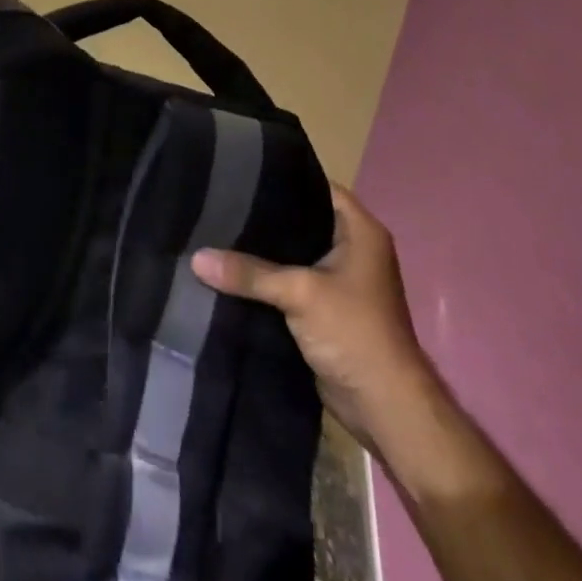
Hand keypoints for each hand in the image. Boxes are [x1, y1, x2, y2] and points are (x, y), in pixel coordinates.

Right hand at [192, 181, 436, 452]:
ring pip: (289, 252)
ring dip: (259, 250)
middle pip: (298, 218)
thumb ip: (249, 273)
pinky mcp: (323, 307)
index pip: (314, 185)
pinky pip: (287, 280)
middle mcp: (351, 247)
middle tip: (217, 200)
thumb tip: (195, 258)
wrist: (385, 409)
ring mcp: (338, 279)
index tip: (237, 171)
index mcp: (359, 230)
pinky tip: (229, 270)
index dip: (279, 176)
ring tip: (215, 230)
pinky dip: (264, 278)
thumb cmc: (355, 333)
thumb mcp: (299, 293)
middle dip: (261, 215)